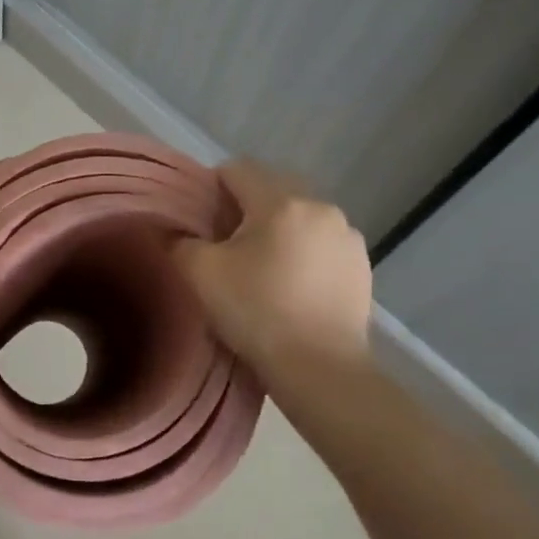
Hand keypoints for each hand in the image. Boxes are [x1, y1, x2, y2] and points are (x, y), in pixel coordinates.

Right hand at [172, 160, 371, 373]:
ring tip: (260, 268)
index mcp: (282, 201)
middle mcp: (322, 208)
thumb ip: (180, 241)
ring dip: (276, 230)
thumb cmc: (256, 312)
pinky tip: (290, 286)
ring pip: (298, 216)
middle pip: (270, 189)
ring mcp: (348, 237)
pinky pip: (321, 243)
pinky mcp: (362, 266)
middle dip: (244, 209)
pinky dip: (302, 252)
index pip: (237, 169)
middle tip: (224, 246)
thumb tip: (177, 232)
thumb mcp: (199, 273)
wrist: (320, 368)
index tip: (199, 223)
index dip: (210, 189)